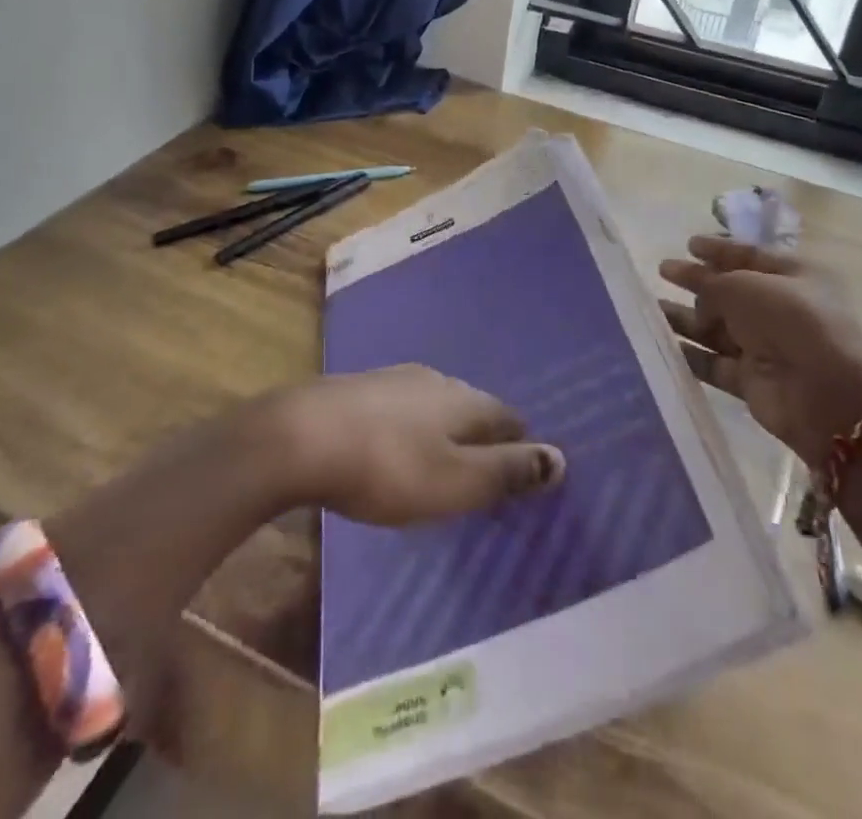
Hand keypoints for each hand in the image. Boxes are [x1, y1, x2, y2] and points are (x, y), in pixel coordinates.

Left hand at [278, 365, 564, 524]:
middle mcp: (435, 380)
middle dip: (483, 435)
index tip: (525, 472)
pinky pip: (401, 409)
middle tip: (485, 472)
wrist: (300, 436)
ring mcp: (394, 379)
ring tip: (443, 462)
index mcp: (465, 400)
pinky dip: (410, 428)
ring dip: (445, 430)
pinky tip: (395, 447)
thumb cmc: (387, 467)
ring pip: (435, 404)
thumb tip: (561, 458)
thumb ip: (507, 471)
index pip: (509, 417)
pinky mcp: (359, 389)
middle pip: (472, 407)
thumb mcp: (456, 482)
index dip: (521, 445)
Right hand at [660, 235, 861, 466]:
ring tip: (650, 309)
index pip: (749, 256)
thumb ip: (712, 284)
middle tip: (662, 271)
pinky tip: (660, 344)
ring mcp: (765, 346)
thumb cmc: (790, 321)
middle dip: (696, 281)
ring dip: (685, 318)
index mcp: (793, 276)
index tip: (688, 244)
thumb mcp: (746, 286)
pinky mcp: (750, 380)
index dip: (718, 249)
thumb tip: (699, 298)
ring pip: (716, 327)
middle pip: (729, 291)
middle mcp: (780, 309)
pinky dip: (689, 354)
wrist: (824, 394)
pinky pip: (713, 362)